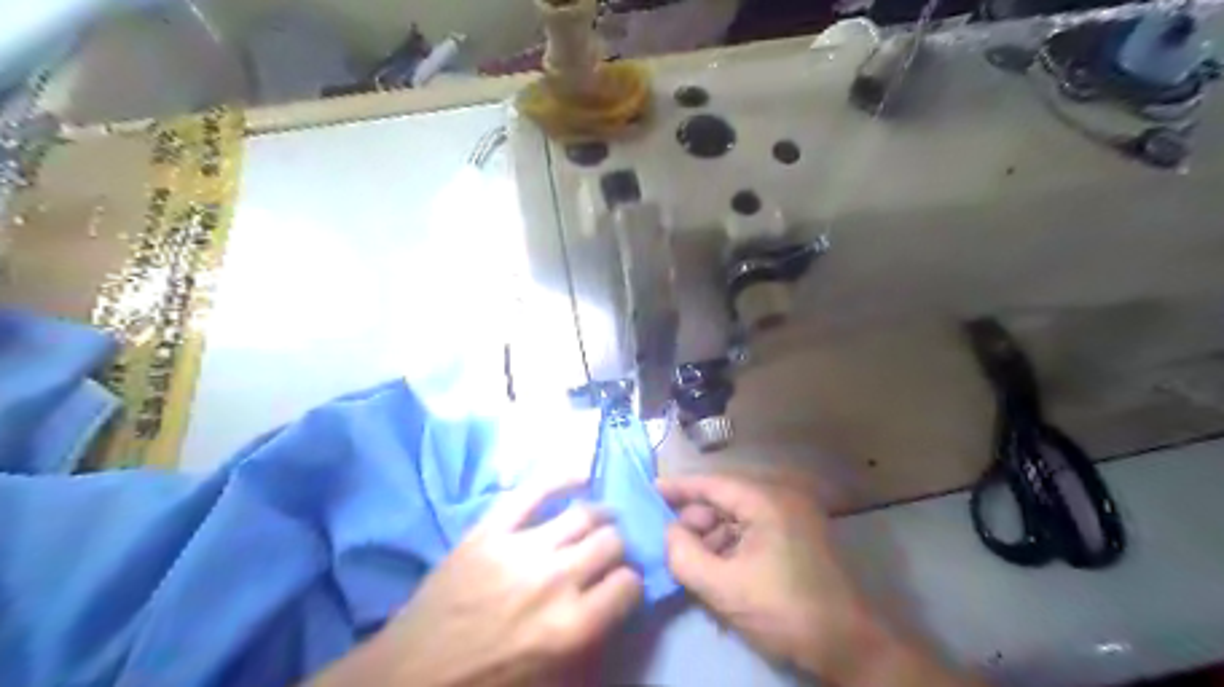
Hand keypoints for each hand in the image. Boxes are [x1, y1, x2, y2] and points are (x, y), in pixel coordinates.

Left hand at [312, 482, 642, 686]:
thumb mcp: (549, 674)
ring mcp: (521, 548)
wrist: (412, 673)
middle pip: (610, 543)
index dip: (631, 584)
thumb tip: (614, 601)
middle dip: (617, 547)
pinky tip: (579, 476)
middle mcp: (555, 580)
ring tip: (600, 518)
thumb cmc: (485, 680)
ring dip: (600, 515)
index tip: (622, 584)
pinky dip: (560, 478)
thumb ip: (589, 637)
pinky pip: (533, 491)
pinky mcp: (490, 530)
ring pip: (583, 514)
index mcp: (571, 627)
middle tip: (608, 552)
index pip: (628, 586)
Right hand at [659, 475, 975, 682]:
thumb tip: (669, 533)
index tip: (649, 490)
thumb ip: (684, 556)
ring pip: (736, 517)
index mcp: (766, 500)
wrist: (850, 646)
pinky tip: (717, 571)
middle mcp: (781, 497)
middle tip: (668, 543)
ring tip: (691, 565)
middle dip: (694, 521)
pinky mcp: (797, 535)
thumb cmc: (786, 611)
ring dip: (711, 538)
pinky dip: (731, 546)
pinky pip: (752, 531)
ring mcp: (792, 516)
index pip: (711, 483)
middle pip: (723, 499)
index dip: (678, 487)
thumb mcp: (725, 588)